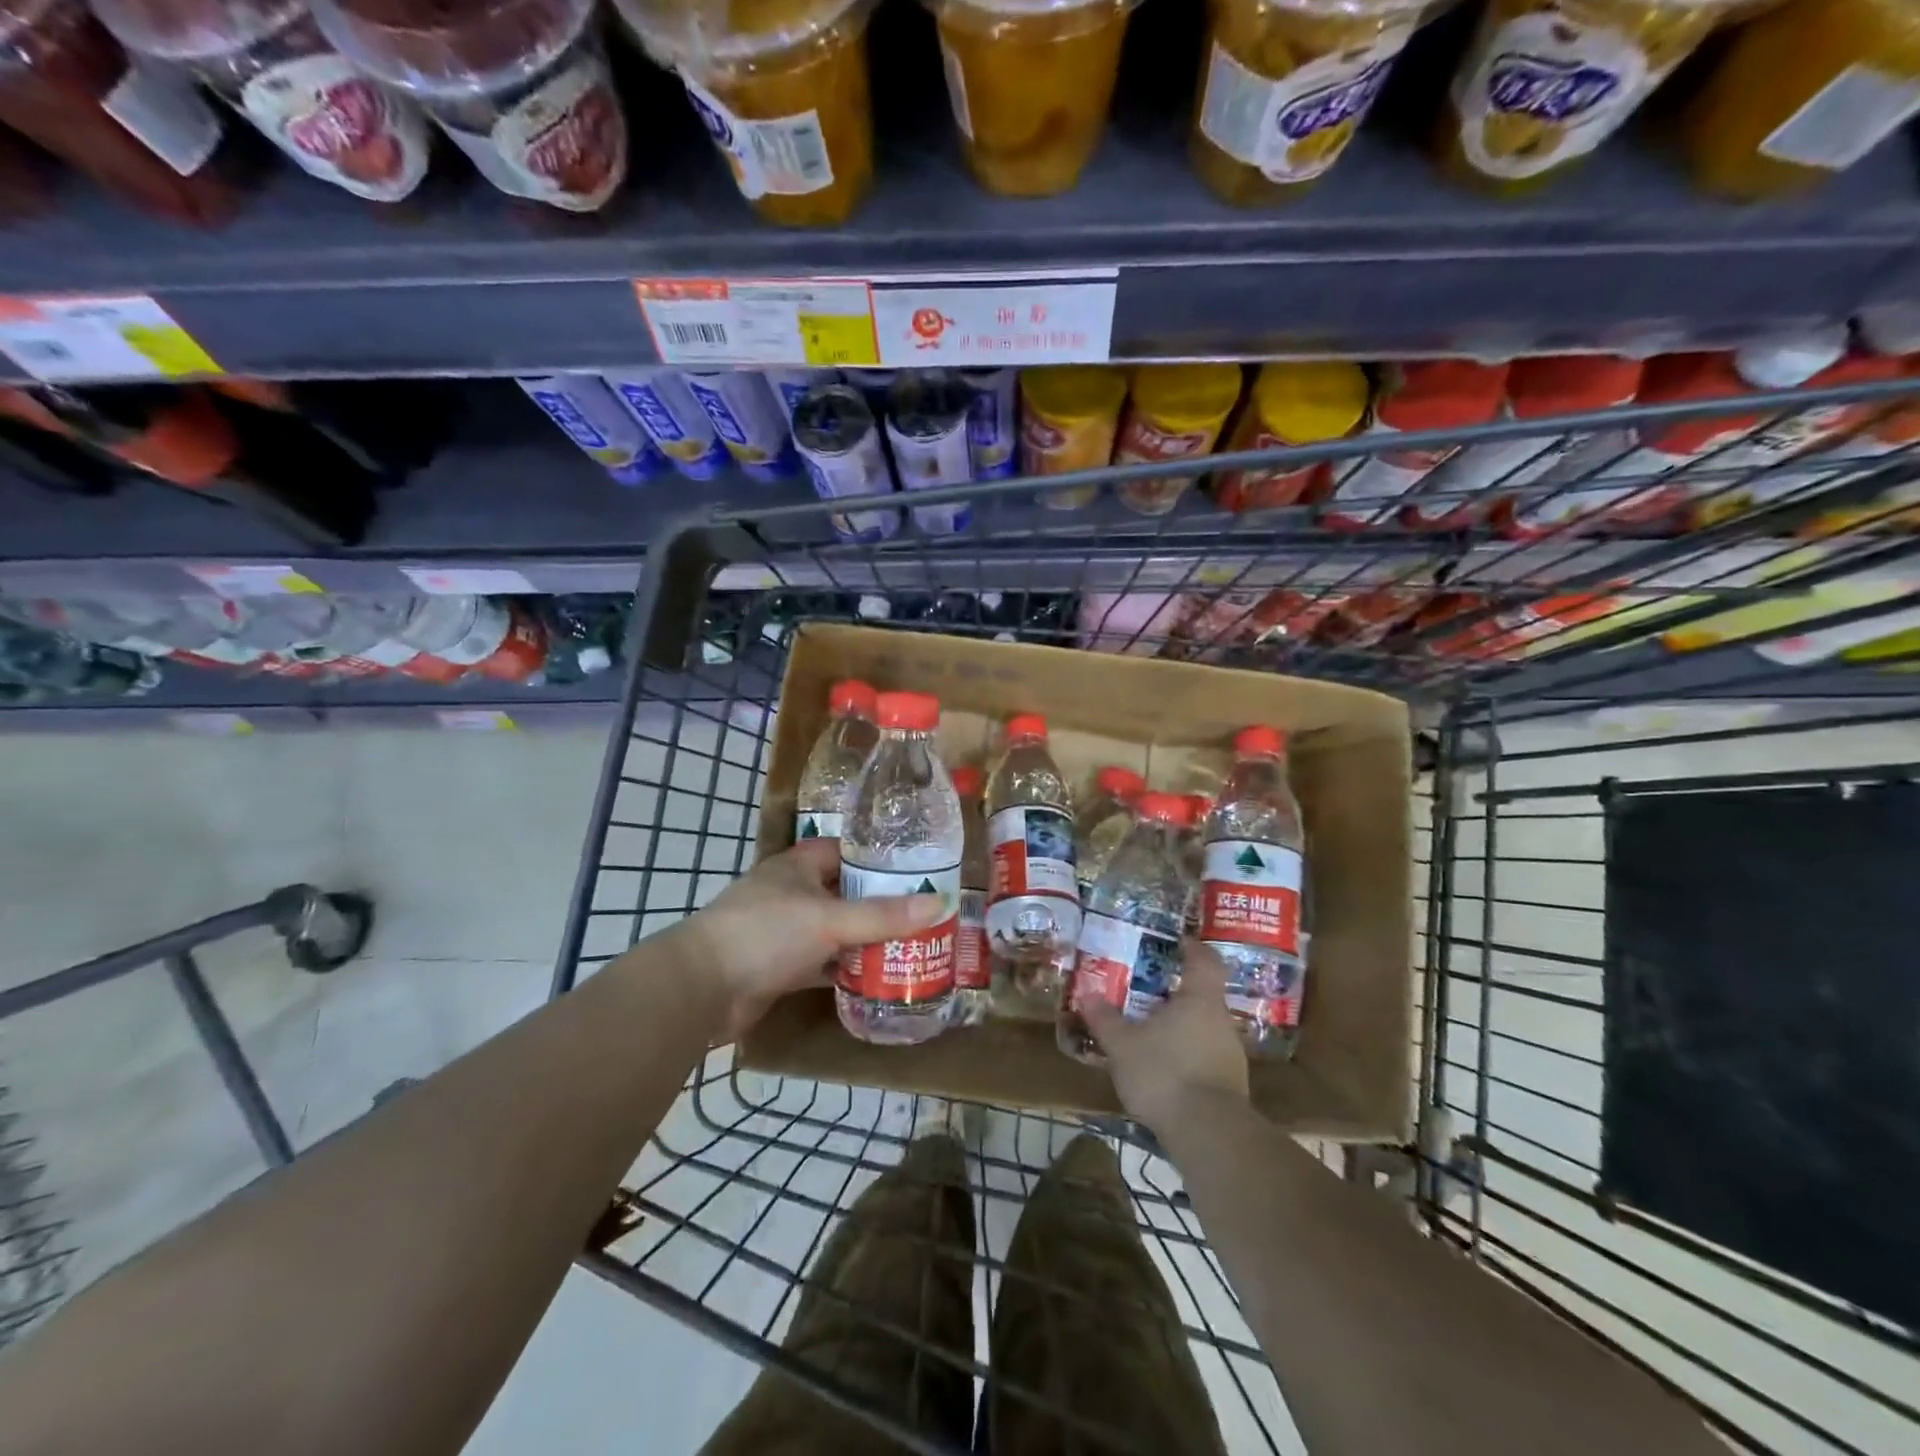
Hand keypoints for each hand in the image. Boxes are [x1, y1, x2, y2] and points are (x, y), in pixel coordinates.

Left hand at [682, 838, 945, 1039]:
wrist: (700, 989)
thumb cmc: (765, 934)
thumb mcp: (830, 920)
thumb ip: (883, 915)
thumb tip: (940, 903)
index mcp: (798, 866)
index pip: (844, 851)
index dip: (877, 858)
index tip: (915, 870)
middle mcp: (791, 893)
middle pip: (844, 892)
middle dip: (879, 904)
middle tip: (923, 914)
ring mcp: (783, 932)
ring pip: (834, 930)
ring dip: (864, 940)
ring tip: (910, 946)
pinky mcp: (779, 968)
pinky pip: (822, 963)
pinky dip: (845, 970)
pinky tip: (877, 979)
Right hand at [1084, 940, 1249, 1135]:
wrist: (1209, 1135)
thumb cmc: (1165, 1073)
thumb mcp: (1123, 1045)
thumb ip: (1105, 1019)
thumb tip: (1087, 995)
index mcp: (1200, 1000)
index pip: (1205, 961)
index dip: (1193, 948)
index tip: (1179, 941)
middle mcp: (1221, 1022)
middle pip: (1203, 996)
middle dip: (1178, 993)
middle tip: (1149, 991)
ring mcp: (1230, 1056)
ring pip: (1204, 1029)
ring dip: (1181, 1027)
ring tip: (1152, 1032)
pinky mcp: (1230, 1087)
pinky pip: (1205, 1057)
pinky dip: (1187, 1055)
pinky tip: (1165, 1069)